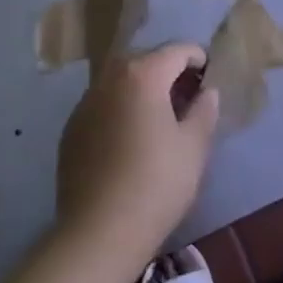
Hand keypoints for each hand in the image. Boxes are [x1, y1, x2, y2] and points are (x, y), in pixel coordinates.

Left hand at [55, 43, 221, 267]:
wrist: (99, 231)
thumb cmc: (156, 184)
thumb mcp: (194, 147)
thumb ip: (204, 110)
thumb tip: (207, 92)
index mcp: (142, 76)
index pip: (176, 51)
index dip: (198, 58)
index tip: (210, 75)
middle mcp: (109, 79)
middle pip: (144, 60)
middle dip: (168, 69)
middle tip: (189, 94)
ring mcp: (85, 103)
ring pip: (119, 81)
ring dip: (142, 87)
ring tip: (160, 114)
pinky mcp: (71, 128)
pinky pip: (102, 104)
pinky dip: (120, 107)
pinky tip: (131, 137)